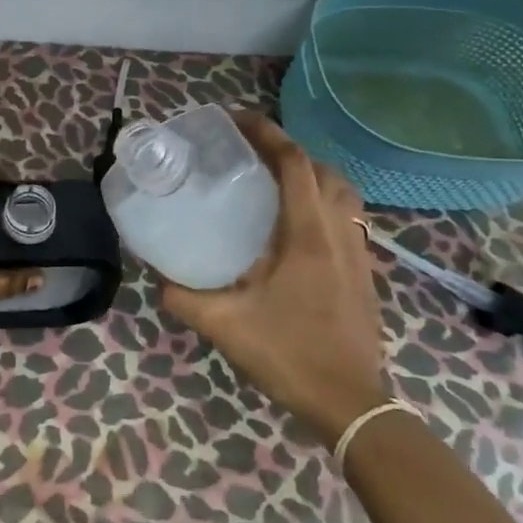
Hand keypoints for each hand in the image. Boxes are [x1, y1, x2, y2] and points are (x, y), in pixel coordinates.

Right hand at [162, 113, 387, 444]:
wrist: (350, 402)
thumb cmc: (289, 354)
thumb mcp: (225, 326)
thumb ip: (185, 298)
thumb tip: (158, 279)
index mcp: (307, 234)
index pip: (294, 163)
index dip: (267, 134)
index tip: (237, 120)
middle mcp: (338, 233)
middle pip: (322, 170)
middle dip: (288, 151)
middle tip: (250, 154)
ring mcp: (358, 253)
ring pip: (342, 193)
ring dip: (312, 175)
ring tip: (276, 183)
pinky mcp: (364, 273)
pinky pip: (347, 218)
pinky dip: (324, 203)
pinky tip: (297, 228)